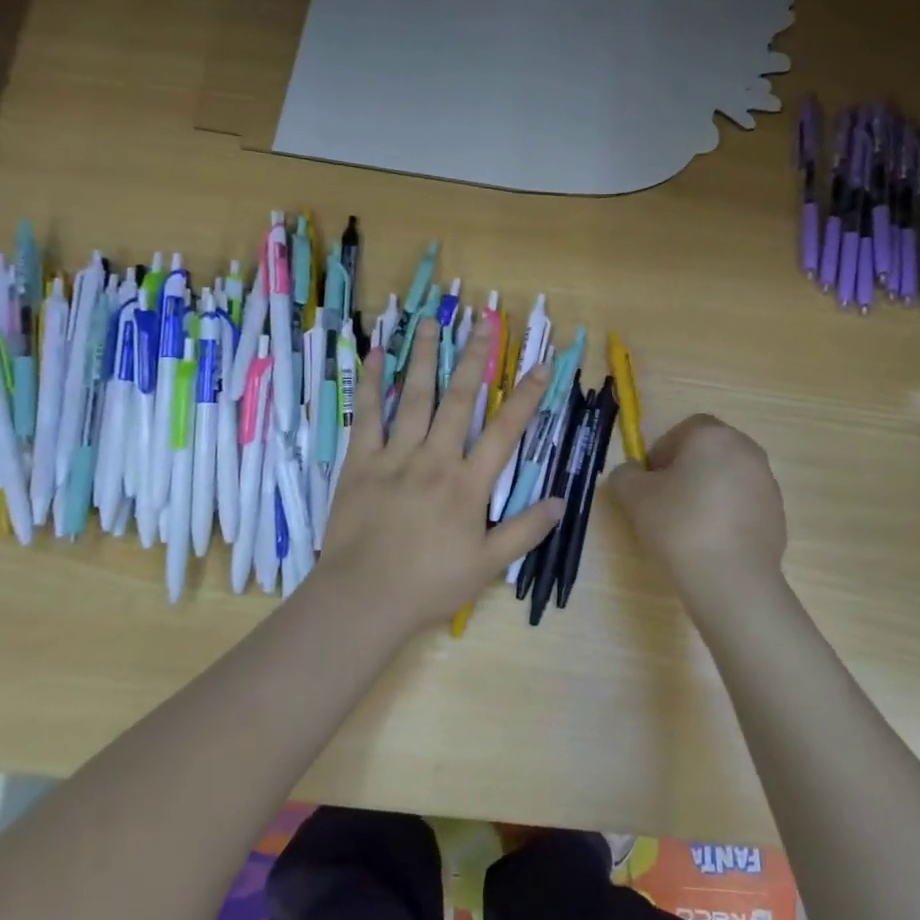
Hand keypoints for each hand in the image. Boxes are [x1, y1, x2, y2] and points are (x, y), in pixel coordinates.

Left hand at [316, 317, 561, 637]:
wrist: (363, 597)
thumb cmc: (429, 584)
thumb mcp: (487, 565)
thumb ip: (524, 531)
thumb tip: (560, 502)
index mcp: (468, 484)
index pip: (505, 431)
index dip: (526, 396)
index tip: (540, 365)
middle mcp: (435, 459)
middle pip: (459, 400)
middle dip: (474, 358)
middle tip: (484, 322)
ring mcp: (395, 456)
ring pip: (414, 397)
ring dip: (423, 357)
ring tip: (430, 322)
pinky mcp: (360, 462)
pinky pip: (366, 415)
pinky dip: (370, 384)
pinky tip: (372, 356)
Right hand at [607, 415, 786, 603]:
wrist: (731, 577)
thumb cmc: (679, 525)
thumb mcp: (633, 497)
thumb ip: (625, 475)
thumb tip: (632, 473)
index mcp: (713, 436)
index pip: (683, 430)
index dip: (662, 452)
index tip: (650, 483)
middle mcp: (746, 450)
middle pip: (709, 452)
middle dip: (686, 471)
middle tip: (665, 503)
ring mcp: (767, 483)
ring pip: (728, 478)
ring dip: (708, 493)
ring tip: (689, 527)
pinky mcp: (777, 514)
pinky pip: (744, 505)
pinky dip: (727, 515)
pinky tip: (712, 543)